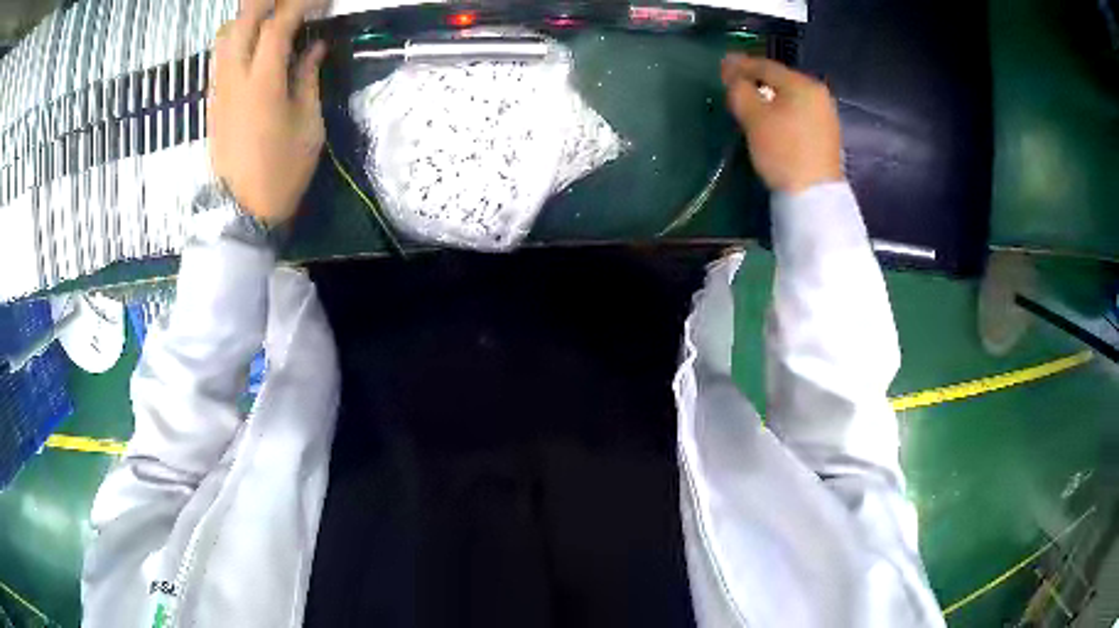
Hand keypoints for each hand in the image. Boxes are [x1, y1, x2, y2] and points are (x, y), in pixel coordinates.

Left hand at [209, 0, 327, 225]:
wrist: (242, 211)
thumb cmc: (282, 172)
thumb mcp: (308, 125)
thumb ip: (308, 78)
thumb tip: (314, 46)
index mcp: (263, 83)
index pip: (277, 24)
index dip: (300, 4)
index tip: (321, 1)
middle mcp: (235, 78)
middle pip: (243, 20)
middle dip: (268, 2)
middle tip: (293, 3)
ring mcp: (219, 89)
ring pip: (225, 35)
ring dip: (248, 17)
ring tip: (271, 18)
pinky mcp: (213, 101)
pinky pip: (220, 56)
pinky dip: (237, 37)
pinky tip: (254, 43)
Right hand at [721, 54, 843, 193]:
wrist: (815, 196)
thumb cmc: (783, 151)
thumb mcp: (754, 117)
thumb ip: (739, 89)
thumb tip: (731, 71)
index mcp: (802, 84)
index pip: (765, 66)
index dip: (740, 65)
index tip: (722, 68)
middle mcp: (818, 93)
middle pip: (780, 80)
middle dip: (756, 81)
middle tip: (735, 86)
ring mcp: (826, 114)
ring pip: (790, 97)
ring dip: (769, 97)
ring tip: (751, 104)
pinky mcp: (827, 134)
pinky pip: (799, 112)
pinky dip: (783, 111)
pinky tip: (772, 121)